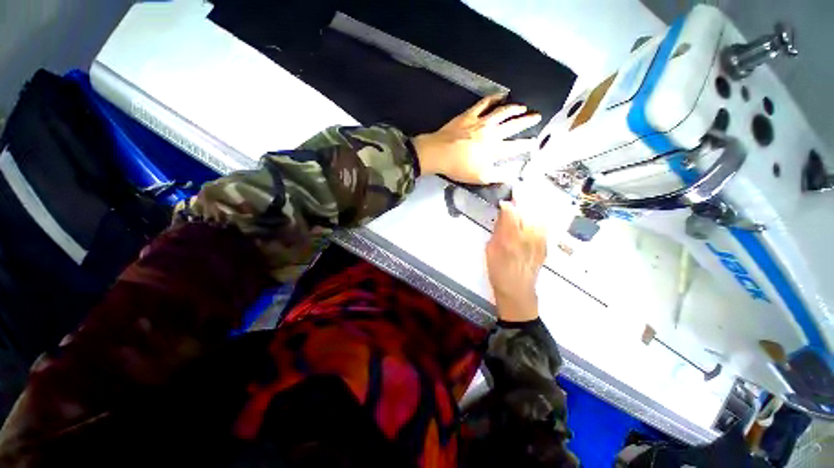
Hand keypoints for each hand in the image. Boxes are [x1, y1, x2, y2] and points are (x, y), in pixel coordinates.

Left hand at [412, 95, 540, 183]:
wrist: (439, 153)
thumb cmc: (458, 168)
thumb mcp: (480, 178)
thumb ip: (499, 176)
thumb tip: (514, 174)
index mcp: (495, 149)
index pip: (515, 146)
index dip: (526, 144)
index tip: (535, 141)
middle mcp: (492, 133)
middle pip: (513, 125)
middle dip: (527, 121)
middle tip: (537, 116)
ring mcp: (481, 121)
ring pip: (502, 112)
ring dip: (514, 109)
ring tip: (523, 107)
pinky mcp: (470, 115)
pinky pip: (484, 103)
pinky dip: (494, 98)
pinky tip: (500, 95)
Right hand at [485, 200, 546, 322]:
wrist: (518, 290)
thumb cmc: (498, 271)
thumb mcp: (490, 250)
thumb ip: (498, 230)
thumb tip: (503, 214)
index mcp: (510, 238)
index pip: (511, 212)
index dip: (508, 203)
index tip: (504, 200)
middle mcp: (528, 237)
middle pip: (529, 210)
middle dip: (523, 197)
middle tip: (518, 190)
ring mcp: (540, 241)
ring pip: (539, 215)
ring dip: (534, 204)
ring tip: (528, 197)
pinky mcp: (546, 245)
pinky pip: (545, 225)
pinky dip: (540, 216)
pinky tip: (536, 213)